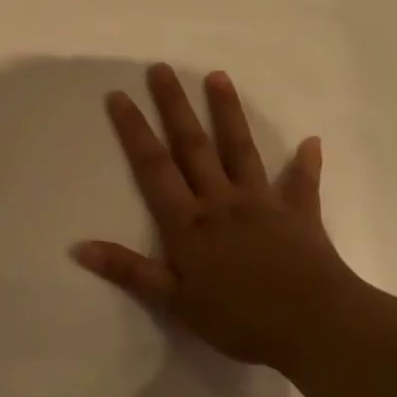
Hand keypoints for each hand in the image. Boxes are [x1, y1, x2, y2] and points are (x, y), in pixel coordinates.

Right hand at [74, 64, 358, 368]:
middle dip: (175, 106)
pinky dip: (305, 164)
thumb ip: (129, 271)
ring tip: (218, 77)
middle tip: (162, 69)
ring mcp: (262, 205)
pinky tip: (311, 142)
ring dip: (228, 113)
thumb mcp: (175, 301)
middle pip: (193, 146)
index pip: (153, 166)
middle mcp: (221, 202)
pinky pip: (302, 185)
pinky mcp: (300, 217)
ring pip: (240, 151)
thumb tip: (79, 248)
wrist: (317, 327)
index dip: (134, 130)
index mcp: (188, 222)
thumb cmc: (240, 318)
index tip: (120, 96)